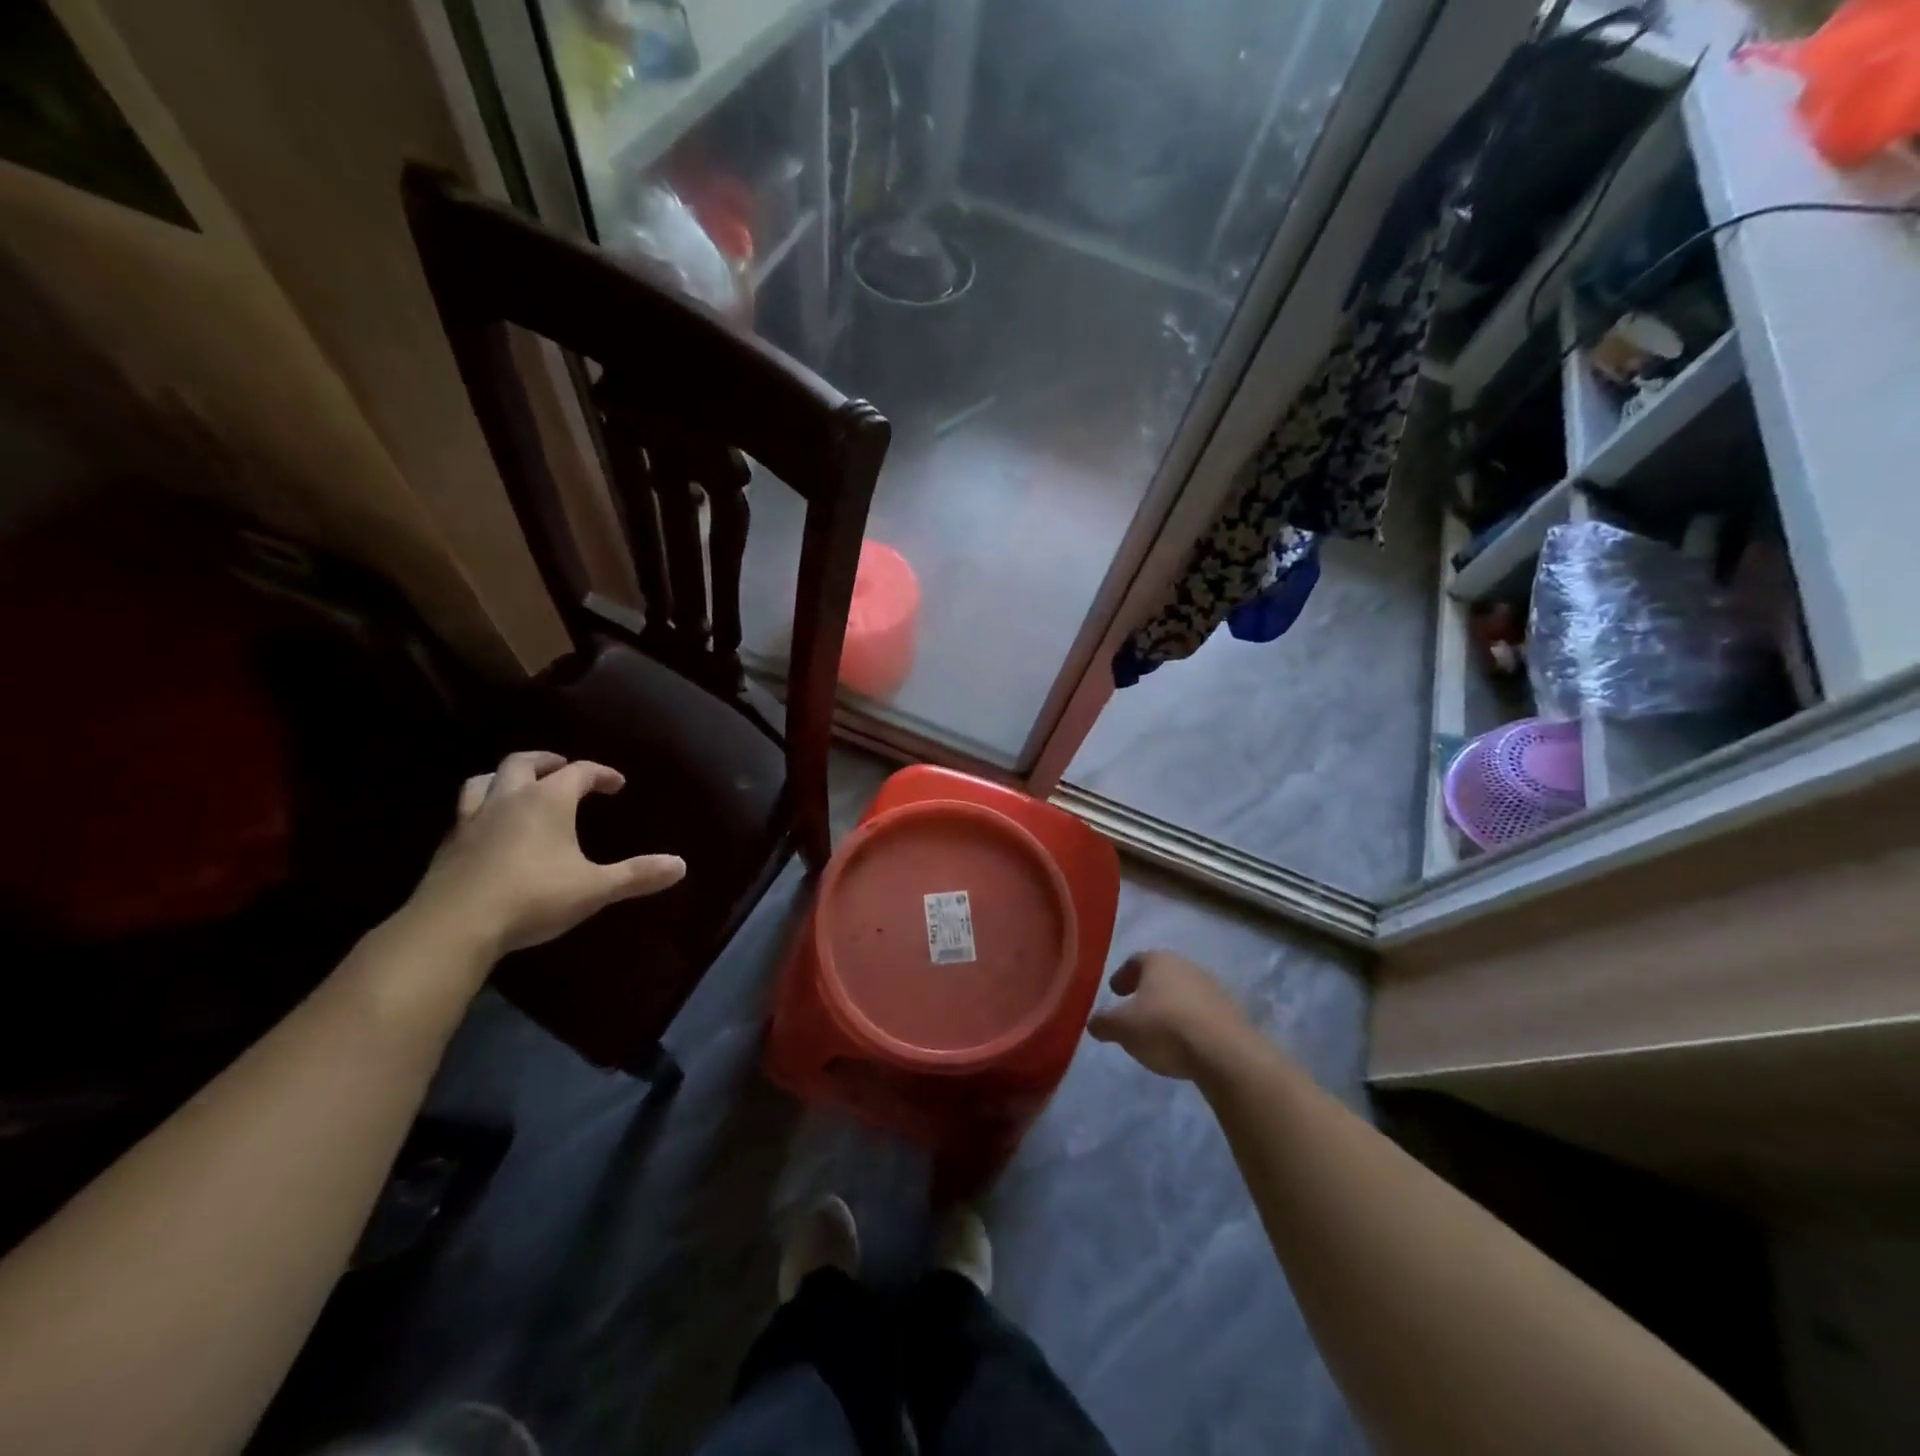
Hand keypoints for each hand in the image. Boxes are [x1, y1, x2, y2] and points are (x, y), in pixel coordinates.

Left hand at [409, 752, 686, 960]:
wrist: (453, 927)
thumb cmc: (533, 898)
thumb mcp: (595, 888)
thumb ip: (637, 875)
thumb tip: (680, 865)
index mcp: (547, 800)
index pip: (579, 771)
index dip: (600, 774)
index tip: (617, 784)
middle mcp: (508, 799)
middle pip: (524, 763)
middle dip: (547, 762)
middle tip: (563, 769)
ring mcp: (472, 820)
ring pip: (484, 780)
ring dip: (505, 778)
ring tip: (519, 788)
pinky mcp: (448, 845)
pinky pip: (466, 811)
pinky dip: (483, 809)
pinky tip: (491, 830)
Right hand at [1087, 950, 1253, 1081]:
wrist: (1224, 1052)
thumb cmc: (1164, 1028)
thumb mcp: (1122, 1028)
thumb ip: (1104, 1022)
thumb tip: (1093, 1022)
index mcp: (1159, 961)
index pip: (1136, 960)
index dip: (1123, 975)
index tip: (1115, 991)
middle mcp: (1187, 966)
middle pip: (1162, 974)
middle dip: (1147, 990)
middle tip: (1135, 1009)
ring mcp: (1213, 987)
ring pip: (1184, 992)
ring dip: (1171, 1006)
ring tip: (1160, 1029)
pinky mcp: (1232, 1012)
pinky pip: (1203, 1012)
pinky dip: (1190, 1021)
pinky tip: (1184, 1041)